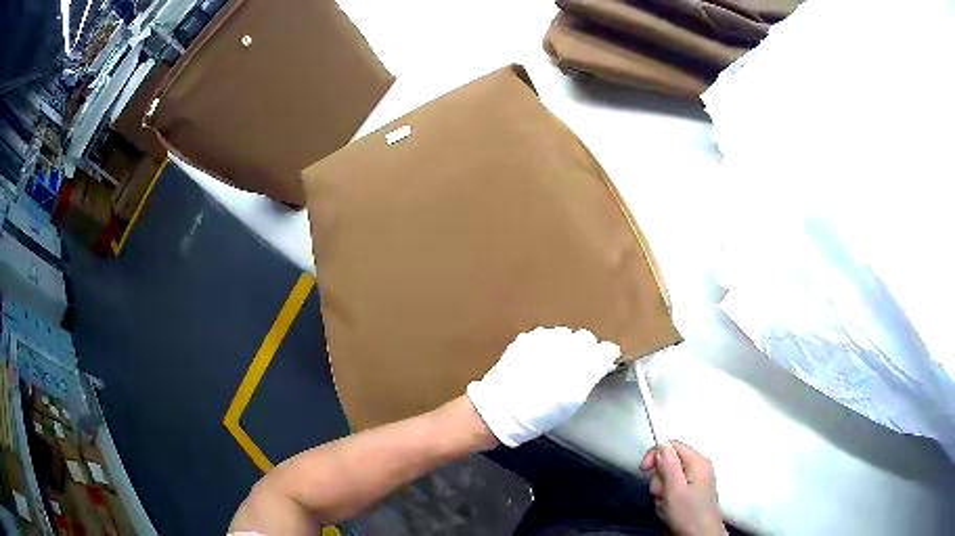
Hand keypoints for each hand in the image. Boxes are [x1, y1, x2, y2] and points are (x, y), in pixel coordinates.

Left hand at [466, 326, 619, 446]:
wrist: (500, 410)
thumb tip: (605, 360)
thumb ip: (592, 375)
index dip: (604, 357)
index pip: (605, 349)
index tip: (602, 366)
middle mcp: (564, 344)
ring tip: (556, 365)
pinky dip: (547, 345)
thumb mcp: (573, 401)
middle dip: (585, 350)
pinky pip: (545, 336)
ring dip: (565, 345)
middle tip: (577, 368)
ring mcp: (542, 338)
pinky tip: (540, 361)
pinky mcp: (525, 339)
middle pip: (585, 338)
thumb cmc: (540, 413)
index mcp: (580, 361)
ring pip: (565, 334)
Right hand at [641, 441, 724, 535]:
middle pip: (669, 462)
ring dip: (662, 491)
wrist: (701, 535)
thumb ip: (668, 466)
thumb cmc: (688, 513)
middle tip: (662, 494)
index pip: (672, 445)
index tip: (643, 471)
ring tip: (666, 504)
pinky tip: (669, 508)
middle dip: (659, 479)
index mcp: (698, 461)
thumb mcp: (675, 490)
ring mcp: (697, 479)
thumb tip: (662, 443)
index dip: (655, 455)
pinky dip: (667, 496)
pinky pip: (673, 487)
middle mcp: (699, 466)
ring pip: (669, 476)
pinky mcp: (693, 491)